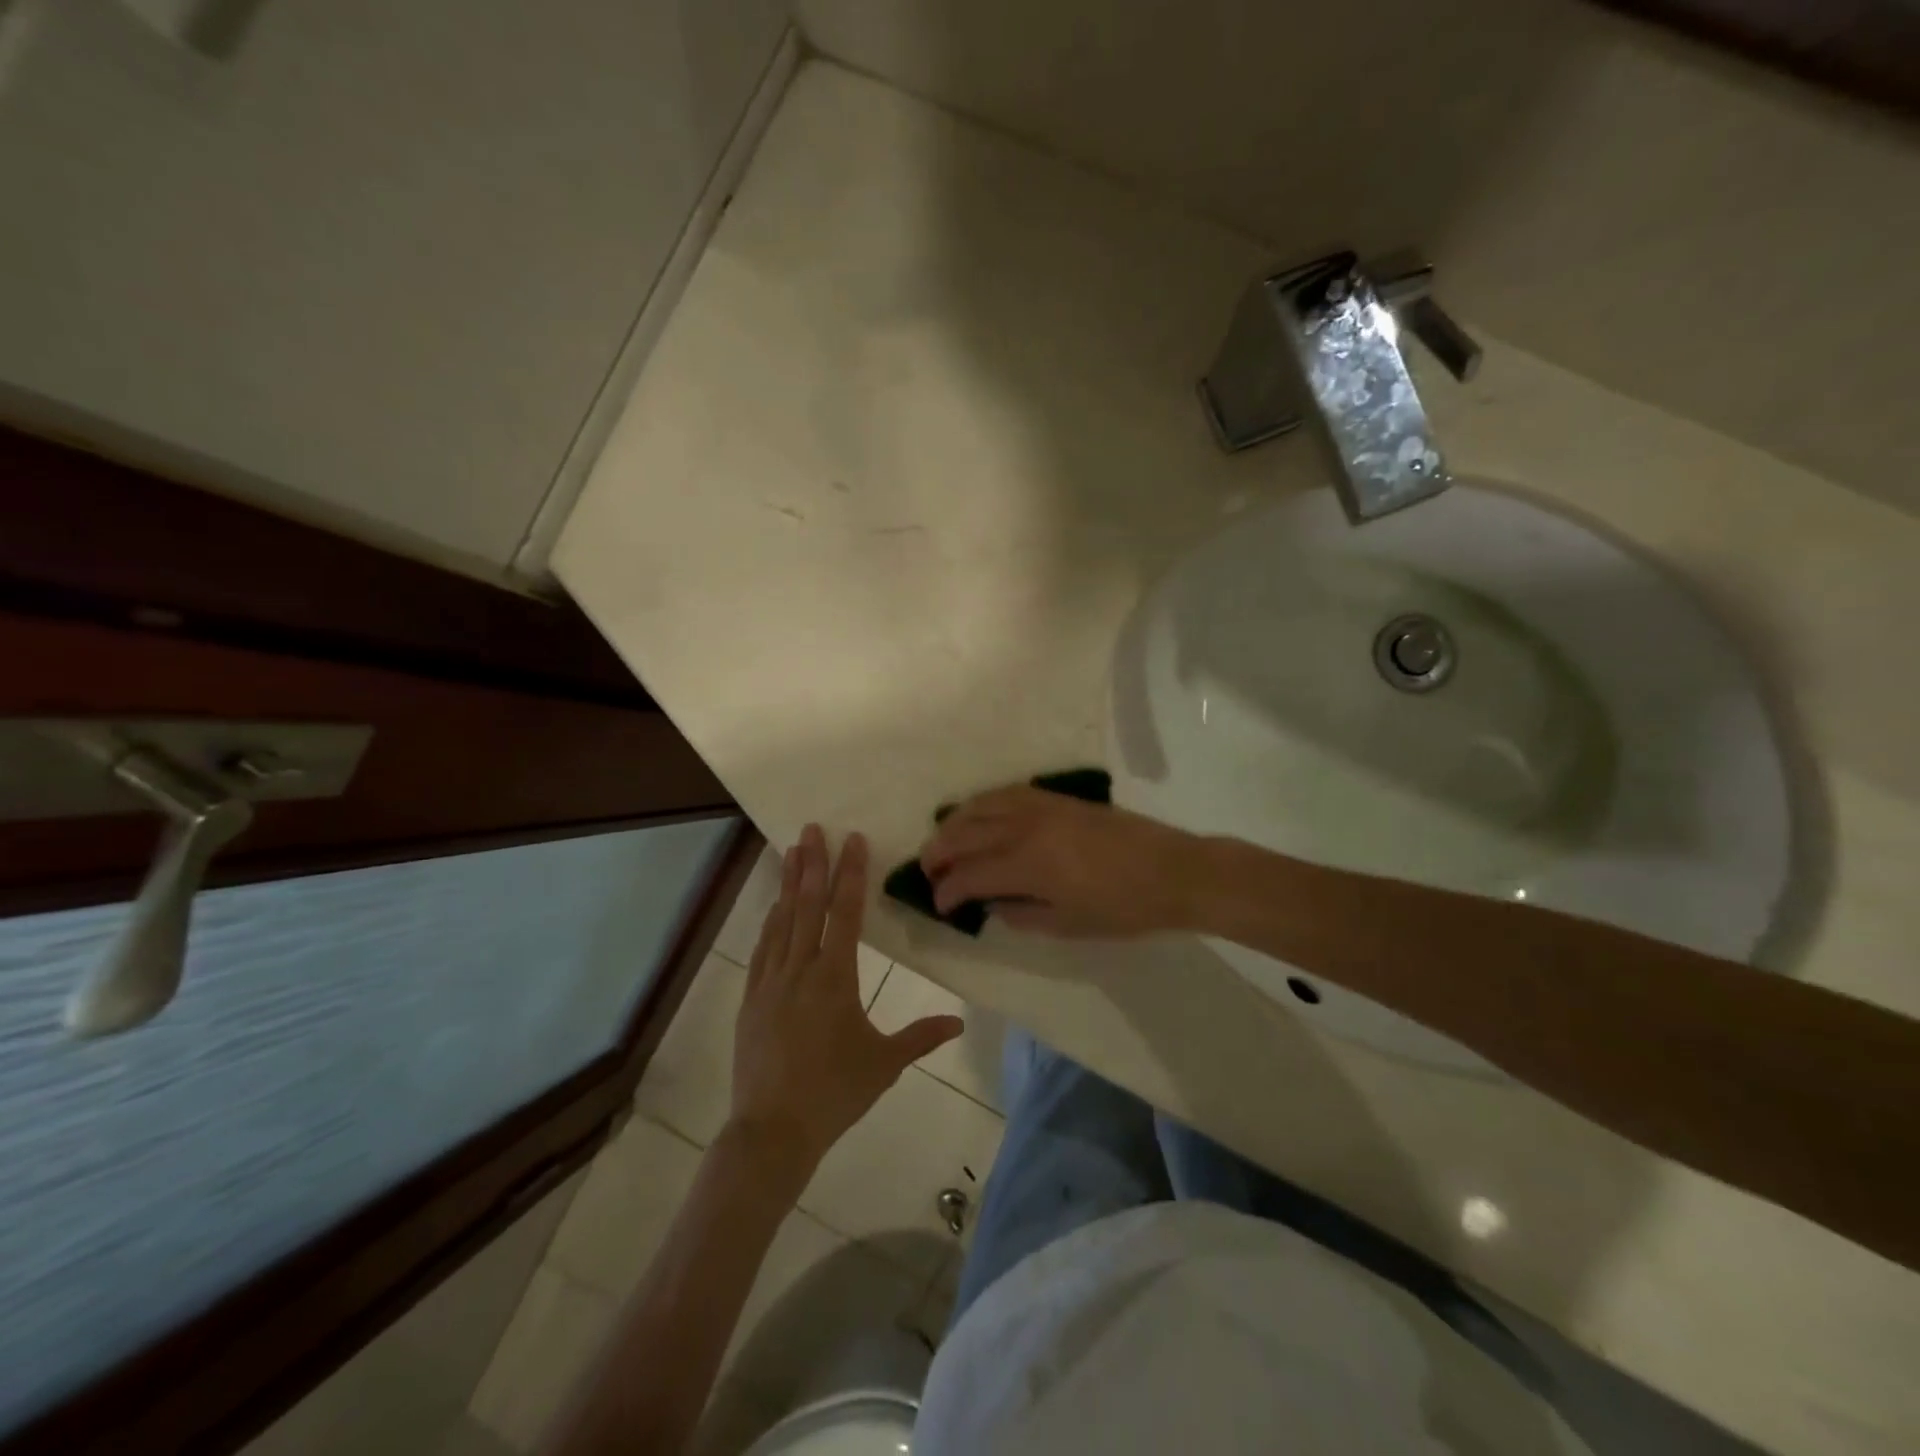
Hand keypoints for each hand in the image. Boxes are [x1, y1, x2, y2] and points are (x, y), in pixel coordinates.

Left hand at [729, 825, 964, 1184]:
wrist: (772, 1131)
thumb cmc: (835, 1093)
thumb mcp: (885, 1064)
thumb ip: (922, 1037)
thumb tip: (960, 1021)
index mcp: (835, 979)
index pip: (845, 914)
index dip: (850, 874)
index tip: (852, 840)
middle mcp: (801, 970)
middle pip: (808, 906)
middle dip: (812, 864)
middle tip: (812, 828)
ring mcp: (771, 982)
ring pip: (782, 921)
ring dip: (788, 884)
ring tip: (791, 851)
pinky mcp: (751, 999)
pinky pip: (763, 949)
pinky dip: (770, 922)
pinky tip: (774, 907)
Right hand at [920, 785, 1205, 936]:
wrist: (1173, 871)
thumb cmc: (1123, 908)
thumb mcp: (1068, 925)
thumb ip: (1021, 915)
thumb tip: (992, 904)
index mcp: (1028, 865)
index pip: (970, 874)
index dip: (948, 890)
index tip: (938, 904)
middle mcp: (1025, 828)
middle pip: (966, 833)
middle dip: (939, 852)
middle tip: (928, 870)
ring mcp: (1041, 806)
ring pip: (980, 805)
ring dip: (954, 823)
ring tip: (943, 840)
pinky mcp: (1056, 797)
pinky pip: (1007, 792)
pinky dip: (983, 803)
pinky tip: (978, 814)